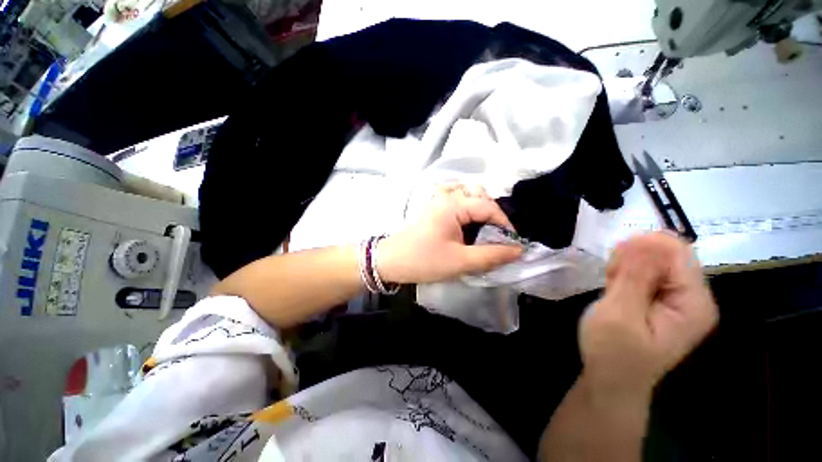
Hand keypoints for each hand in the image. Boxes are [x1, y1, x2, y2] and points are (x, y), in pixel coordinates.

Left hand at [377, 184, 523, 283]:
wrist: (391, 261)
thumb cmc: (424, 261)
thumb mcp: (461, 261)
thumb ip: (492, 255)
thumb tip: (518, 250)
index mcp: (453, 205)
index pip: (489, 207)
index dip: (505, 224)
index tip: (512, 243)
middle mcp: (446, 195)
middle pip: (479, 194)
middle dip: (492, 214)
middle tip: (495, 236)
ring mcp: (437, 198)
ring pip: (467, 192)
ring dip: (479, 206)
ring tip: (482, 227)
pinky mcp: (432, 205)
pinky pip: (454, 196)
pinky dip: (465, 203)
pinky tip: (465, 218)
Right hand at [579, 233, 717, 395]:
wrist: (611, 380)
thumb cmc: (613, 353)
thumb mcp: (619, 315)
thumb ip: (635, 277)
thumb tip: (646, 238)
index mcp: (693, 302)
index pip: (676, 252)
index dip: (640, 252)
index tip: (615, 269)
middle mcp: (694, 297)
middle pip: (666, 253)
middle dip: (632, 260)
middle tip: (612, 281)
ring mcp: (679, 298)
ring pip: (653, 260)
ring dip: (626, 267)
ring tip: (612, 288)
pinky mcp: (663, 299)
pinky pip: (646, 271)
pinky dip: (626, 274)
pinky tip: (616, 289)